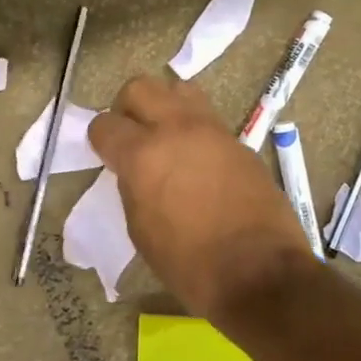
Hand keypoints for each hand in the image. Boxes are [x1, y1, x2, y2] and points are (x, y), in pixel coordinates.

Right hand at [89, 77, 314, 320]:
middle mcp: (175, 130)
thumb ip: (132, 186)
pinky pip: (207, 118)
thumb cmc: (189, 263)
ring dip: (165, 107)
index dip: (100, 139)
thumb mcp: (141, 229)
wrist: (260, 273)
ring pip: (179, 89)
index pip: (104, 124)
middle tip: (132, 136)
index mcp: (143, 155)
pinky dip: (194, 130)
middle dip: (128, 108)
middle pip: (140, 87)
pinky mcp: (238, 141)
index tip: (106, 154)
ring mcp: (211, 131)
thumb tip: (134, 170)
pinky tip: (197, 162)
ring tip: (167, 139)